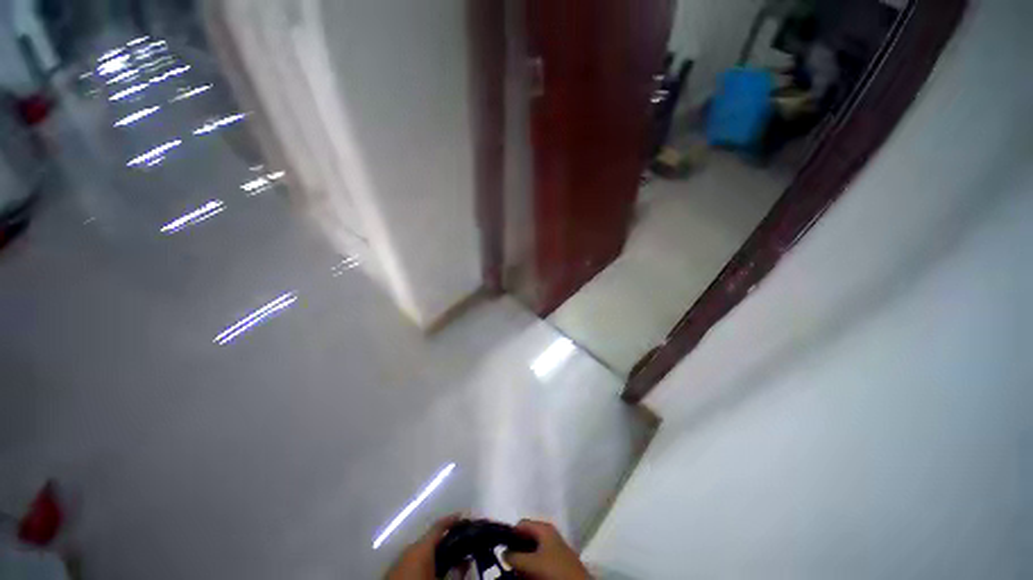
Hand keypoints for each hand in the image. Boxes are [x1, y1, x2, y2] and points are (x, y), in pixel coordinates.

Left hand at [385, 514, 459, 579]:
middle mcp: (409, 547)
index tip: (464, 516)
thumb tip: (466, 561)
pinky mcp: (392, 570)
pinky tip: (429, 568)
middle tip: (459, 543)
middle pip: (430, 538)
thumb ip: (456, 572)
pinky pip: (411, 559)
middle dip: (444, 540)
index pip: (439, 525)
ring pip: (420, 550)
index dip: (452, 519)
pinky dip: (422, 560)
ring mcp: (398, 559)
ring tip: (446, 558)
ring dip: (433, 551)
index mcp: (421, 546)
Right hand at [507, 520, 590, 579]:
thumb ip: (515, 556)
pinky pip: (537, 562)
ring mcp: (552, 549)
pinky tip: (525, 576)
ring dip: (522, 562)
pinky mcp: (555, 562)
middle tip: (506, 563)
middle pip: (525, 538)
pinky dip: (529, 568)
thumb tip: (503, 552)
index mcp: (544, 528)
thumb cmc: (555, 569)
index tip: (500, 547)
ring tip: (515, 572)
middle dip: (515, 551)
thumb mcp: (532, 563)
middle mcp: (547, 534)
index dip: (510, 534)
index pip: (521, 524)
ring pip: (530, 552)